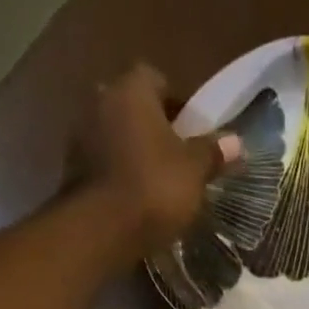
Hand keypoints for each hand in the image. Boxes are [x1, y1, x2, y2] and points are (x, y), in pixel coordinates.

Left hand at [76, 64, 238, 252]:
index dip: (177, 105)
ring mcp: (80, 132)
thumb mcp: (194, 171)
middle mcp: (101, 99)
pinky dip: (117, 172)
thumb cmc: (155, 187)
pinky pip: (102, 161)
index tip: (190, 132)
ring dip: (133, 150)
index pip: (157, 80)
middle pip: (133, 106)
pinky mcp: (71, 166)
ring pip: (116, 133)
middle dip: (152, 127)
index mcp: (132, 89)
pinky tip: (133, 197)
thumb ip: (213, 152)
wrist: (103, 228)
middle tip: (175, 158)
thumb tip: (237, 142)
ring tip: (155, 182)